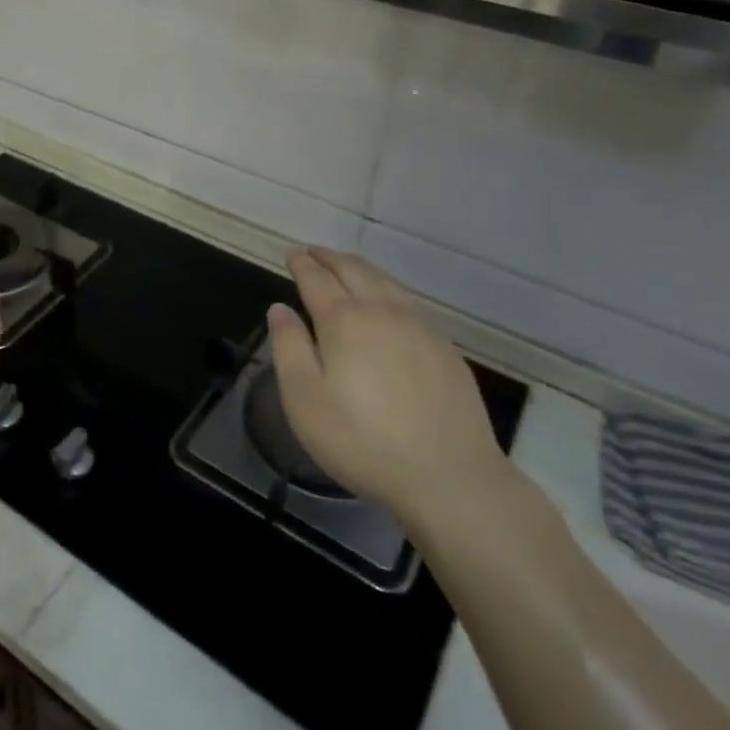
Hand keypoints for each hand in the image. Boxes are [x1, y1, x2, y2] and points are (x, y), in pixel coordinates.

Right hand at [267, 248, 509, 533]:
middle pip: (353, 270)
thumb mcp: (305, 399)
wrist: (449, 477)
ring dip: (359, 267)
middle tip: (313, 252)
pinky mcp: (444, 347)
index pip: (316, 278)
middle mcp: (383, 311)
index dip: (301, 263)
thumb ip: (289, 347)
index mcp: (344, 320)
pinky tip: (387, 302)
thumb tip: (279, 308)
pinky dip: (387, 288)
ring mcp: (419, 327)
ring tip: (345, 266)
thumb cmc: (362, 441)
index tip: (291, 254)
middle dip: (329, 257)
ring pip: (385, 281)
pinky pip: (408, 301)